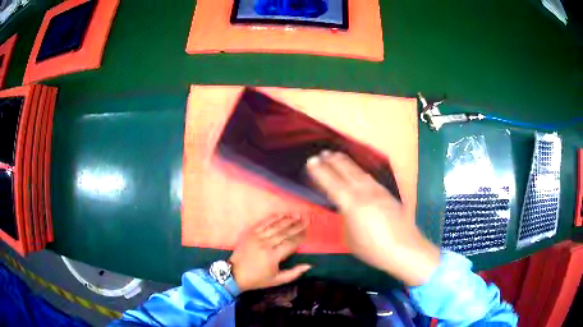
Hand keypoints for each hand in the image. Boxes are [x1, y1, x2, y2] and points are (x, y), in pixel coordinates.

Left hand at [229, 214, 311, 291]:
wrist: (234, 274)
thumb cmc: (257, 279)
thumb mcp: (277, 280)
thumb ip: (294, 273)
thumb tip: (309, 265)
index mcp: (273, 257)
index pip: (290, 243)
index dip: (300, 237)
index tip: (307, 232)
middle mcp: (265, 244)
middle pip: (284, 233)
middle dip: (297, 226)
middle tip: (306, 220)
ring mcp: (256, 237)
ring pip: (275, 226)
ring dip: (287, 220)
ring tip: (297, 215)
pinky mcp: (249, 233)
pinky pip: (263, 223)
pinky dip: (272, 218)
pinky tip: (281, 215)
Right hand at [306, 151, 439, 285]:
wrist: (404, 248)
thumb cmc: (372, 248)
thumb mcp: (350, 237)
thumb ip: (345, 219)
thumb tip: (345, 209)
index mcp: (351, 203)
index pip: (331, 183)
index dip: (320, 171)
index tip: (311, 161)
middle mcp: (364, 191)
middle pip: (345, 171)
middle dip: (332, 161)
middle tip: (322, 153)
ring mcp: (377, 190)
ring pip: (358, 171)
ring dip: (346, 162)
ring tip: (336, 155)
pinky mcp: (387, 193)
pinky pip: (369, 177)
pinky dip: (359, 170)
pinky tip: (358, 171)